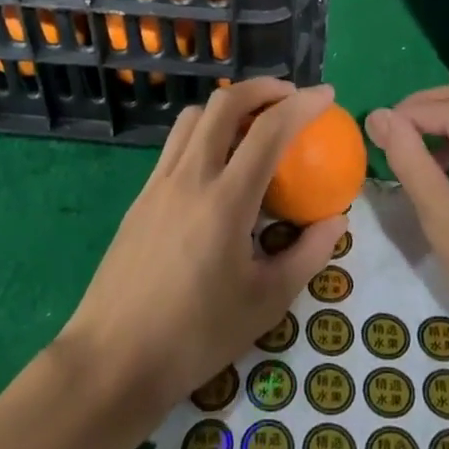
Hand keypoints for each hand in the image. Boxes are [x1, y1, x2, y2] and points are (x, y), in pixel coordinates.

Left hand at [57, 79, 347, 419]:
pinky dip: (203, 132)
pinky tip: (217, 164)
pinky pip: (175, 144)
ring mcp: (159, 183)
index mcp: (225, 201)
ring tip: (252, 124)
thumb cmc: (196, 336)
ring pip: (193, 118)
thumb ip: (307, 255)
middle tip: (289, 97)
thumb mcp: (266, 303)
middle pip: (224, 104)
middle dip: (261, 88)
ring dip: (227, 106)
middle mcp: (190, 177)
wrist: (113, 359)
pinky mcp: (141, 197)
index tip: (327, 95)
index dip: (302, 104)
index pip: (269, 130)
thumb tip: (335, 221)